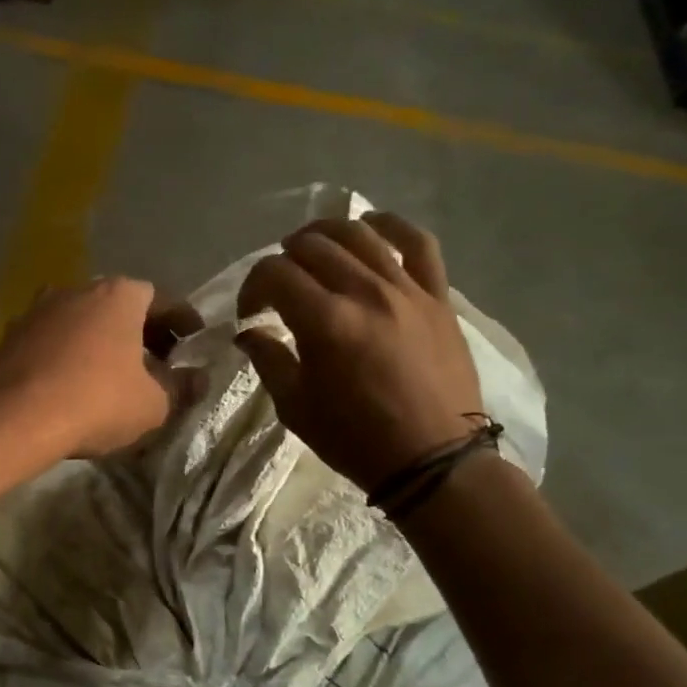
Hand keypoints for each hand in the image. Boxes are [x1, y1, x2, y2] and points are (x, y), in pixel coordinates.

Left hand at [0, 278, 199, 458]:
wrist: (13, 419)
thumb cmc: (96, 402)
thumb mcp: (153, 404)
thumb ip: (181, 387)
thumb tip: (197, 379)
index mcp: (118, 295)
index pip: (161, 299)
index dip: (182, 322)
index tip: (192, 343)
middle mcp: (76, 290)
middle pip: (117, 306)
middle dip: (140, 332)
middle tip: (157, 361)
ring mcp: (37, 310)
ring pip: (80, 321)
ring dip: (99, 342)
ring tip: (112, 374)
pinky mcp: (9, 336)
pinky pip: (50, 341)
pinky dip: (66, 355)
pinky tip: (71, 383)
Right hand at [235, 213, 482, 493]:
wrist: (433, 460)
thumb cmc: (355, 439)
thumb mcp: (295, 406)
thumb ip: (268, 359)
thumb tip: (249, 331)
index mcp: (324, 321)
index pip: (274, 274)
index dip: (252, 287)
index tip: (251, 313)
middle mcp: (364, 292)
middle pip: (312, 246)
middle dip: (283, 260)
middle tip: (279, 287)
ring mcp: (406, 289)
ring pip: (359, 235)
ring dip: (326, 234)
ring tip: (312, 250)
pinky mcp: (437, 296)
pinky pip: (418, 243)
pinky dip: (391, 226)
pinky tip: (372, 227)